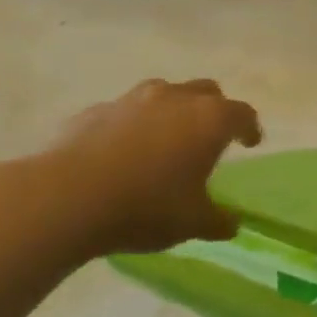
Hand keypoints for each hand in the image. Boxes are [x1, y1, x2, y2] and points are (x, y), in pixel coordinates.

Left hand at [17, 78, 262, 257]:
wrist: (65, 198)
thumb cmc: (145, 207)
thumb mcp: (191, 223)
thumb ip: (217, 221)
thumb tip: (231, 223)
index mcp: (210, 120)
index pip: (243, 114)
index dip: (250, 128)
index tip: (251, 143)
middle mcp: (176, 99)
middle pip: (207, 92)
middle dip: (215, 110)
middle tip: (211, 136)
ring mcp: (132, 100)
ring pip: (164, 93)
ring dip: (173, 110)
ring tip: (166, 138)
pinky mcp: (95, 110)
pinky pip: (124, 111)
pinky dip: (132, 124)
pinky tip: (122, 151)